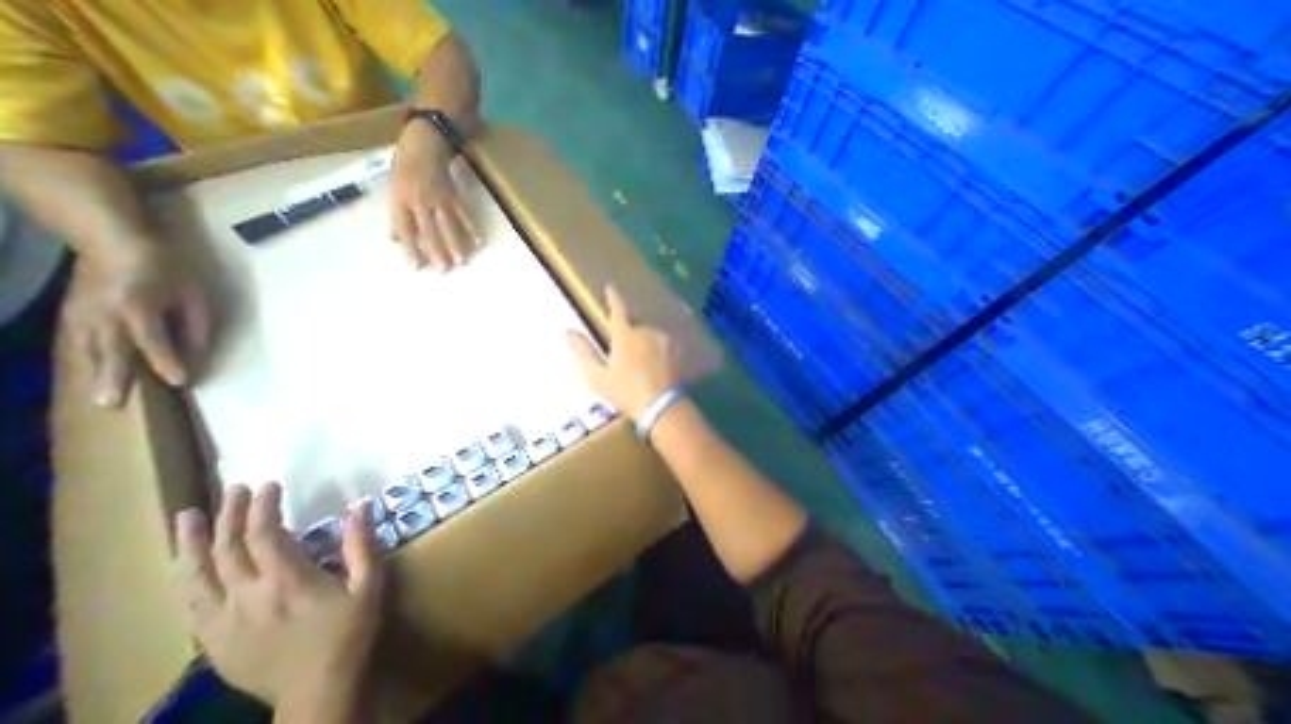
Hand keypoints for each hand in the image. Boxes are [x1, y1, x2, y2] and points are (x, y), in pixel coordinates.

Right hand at [63, 246, 213, 406]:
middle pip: (109, 351)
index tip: (181, 382)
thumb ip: (197, 325)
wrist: (113, 240)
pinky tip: (93, 374)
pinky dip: (87, 360)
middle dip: (114, 378)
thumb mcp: (195, 295)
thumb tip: (199, 352)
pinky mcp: (72, 312)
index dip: (167, 362)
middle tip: (112, 404)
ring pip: (88, 350)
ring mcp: (80, 313)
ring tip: (102, 399)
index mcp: (136, 307)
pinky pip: (79, 342)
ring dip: (96, 374)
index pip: (153, 341)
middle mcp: (102, 314)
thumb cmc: (168, 269)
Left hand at [173, 485, 382, 702]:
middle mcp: (246, 598)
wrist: (316, 689)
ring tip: (186, 518)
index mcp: (287, 582)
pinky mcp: (212, 640)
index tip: (271, 485)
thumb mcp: (369, 584)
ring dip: (190, 544)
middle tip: (235, 488)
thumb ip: (362, 544)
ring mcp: (222, 621)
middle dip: (229, 515)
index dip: (264, 508)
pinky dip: (186, 577)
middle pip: (226, 550)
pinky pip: (190, 603)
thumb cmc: (350, 630)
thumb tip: (361, 506)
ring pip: (195, 577)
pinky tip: (187, 565)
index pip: (265, 536)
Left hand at [390, 120, 480, 269]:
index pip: (405, 228)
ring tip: (461, 261)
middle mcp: (419, 199)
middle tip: (443, 269)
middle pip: (429, 230)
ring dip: (455, 244)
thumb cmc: (405, 162)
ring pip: (448, 225)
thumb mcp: (394, 185)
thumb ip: (397, 213)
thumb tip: (396, 238)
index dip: (410, 248)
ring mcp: (439, 197)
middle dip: (436, 251)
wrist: (425, 138)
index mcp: (400, 197)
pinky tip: (480, 242)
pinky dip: (472, 228)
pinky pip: (464, 214)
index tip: (416, 266)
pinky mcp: (454, 195)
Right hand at [567, 283, 685, 418]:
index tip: (610, 288)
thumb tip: (564, 332)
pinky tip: (654, 366)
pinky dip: (656, 351)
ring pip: (649, 336)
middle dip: (628, 335)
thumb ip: (583, 351)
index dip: (613, 298)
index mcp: (625, 335)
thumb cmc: (626, 391)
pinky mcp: (676, 351)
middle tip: (624, 356)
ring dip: (643, 344)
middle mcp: (646, 331)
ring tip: (640, 366)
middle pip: (634, 326)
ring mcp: (663, 340)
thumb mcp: (599, 375)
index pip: (618, 309)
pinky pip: (662, 345)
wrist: (662, 406)